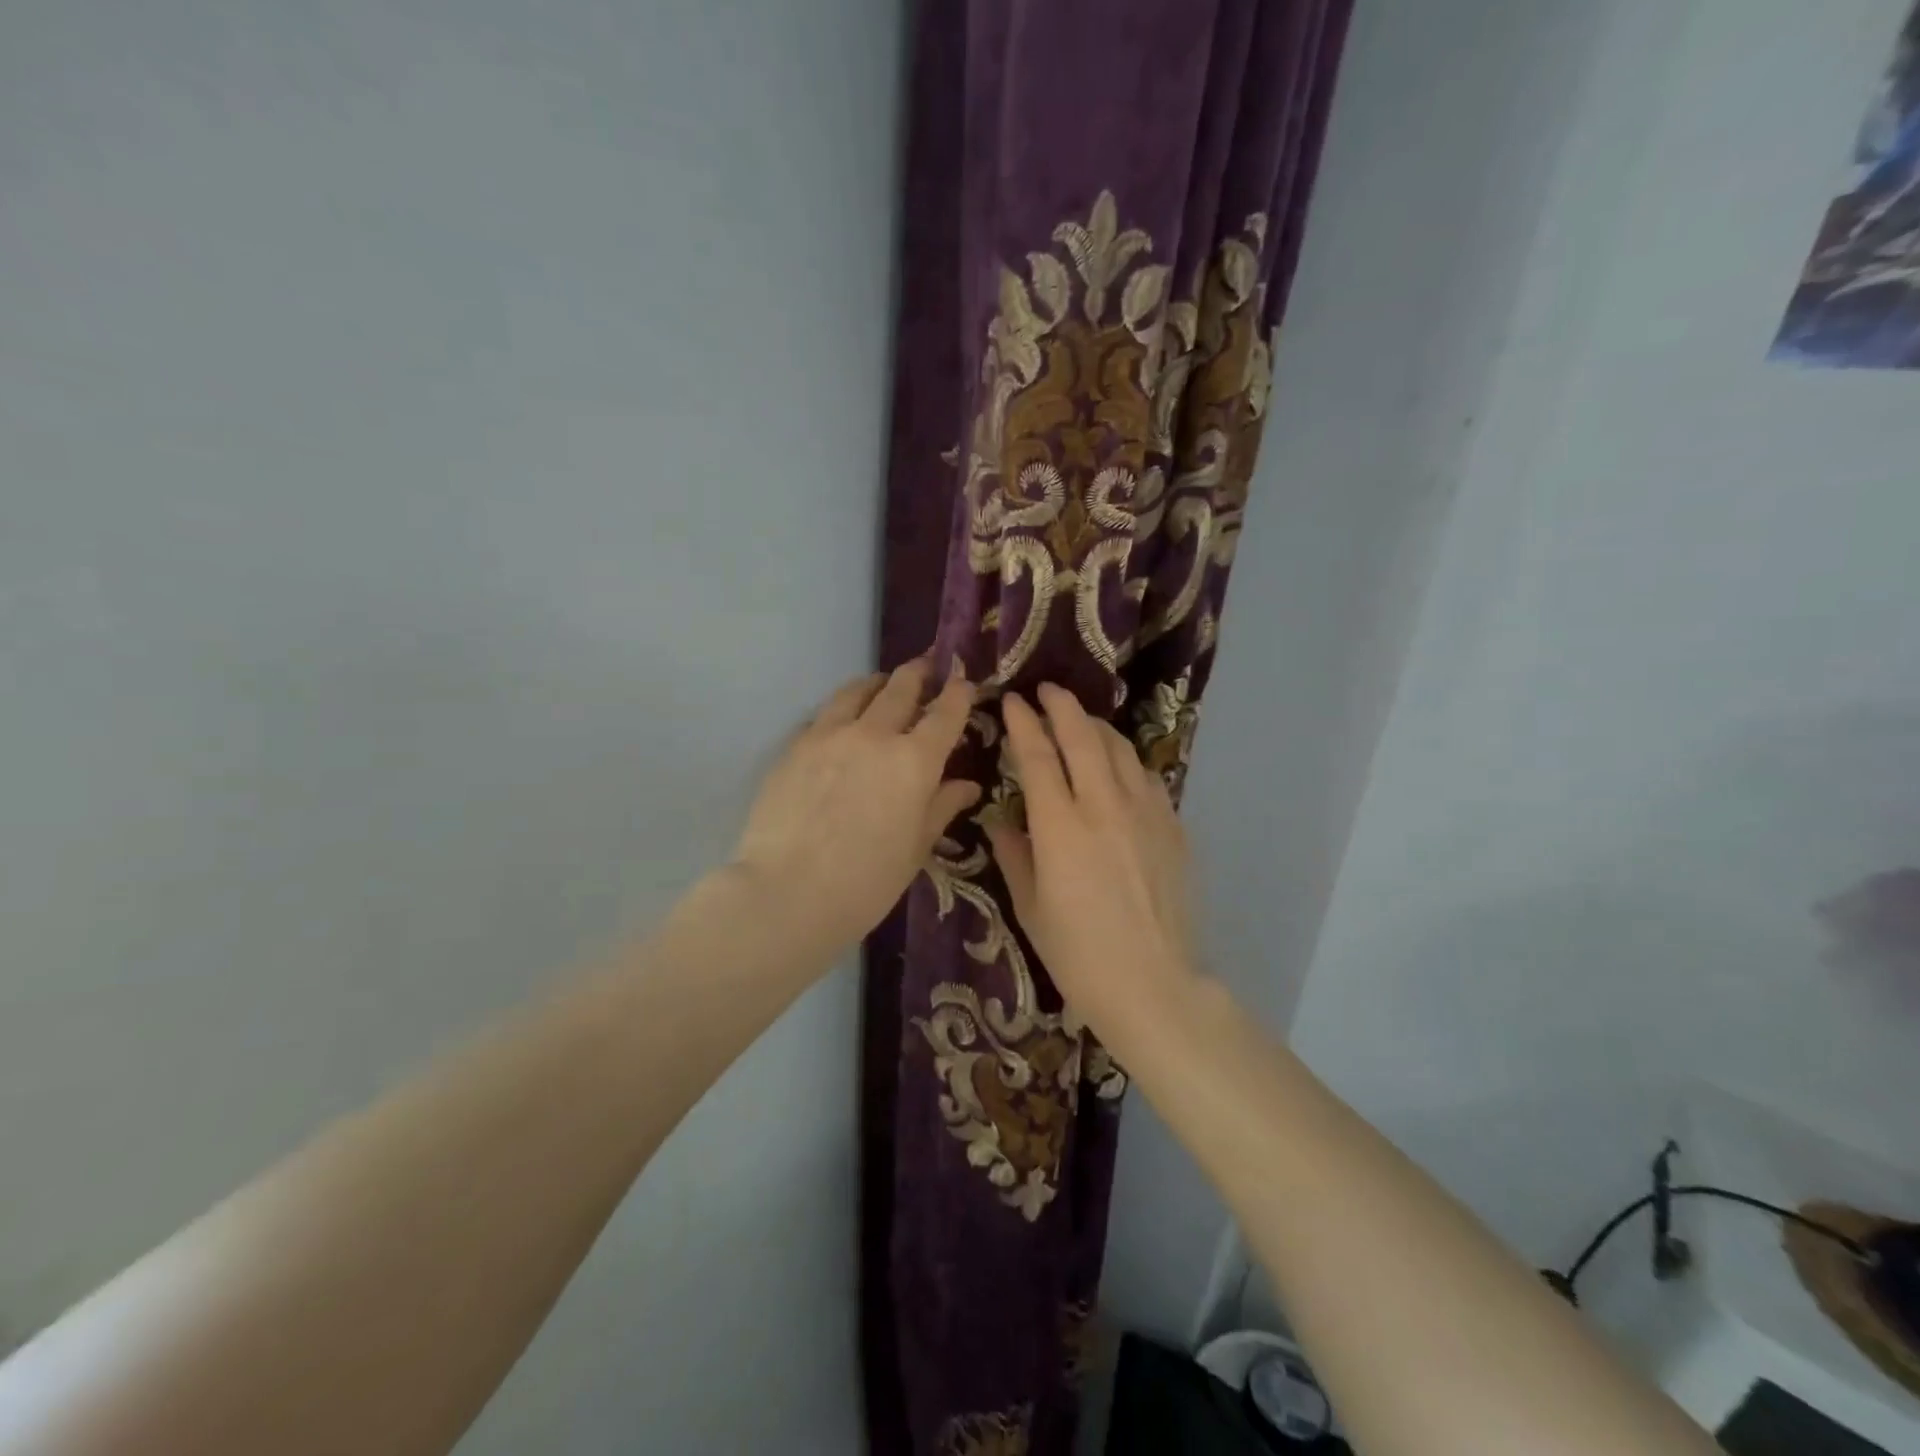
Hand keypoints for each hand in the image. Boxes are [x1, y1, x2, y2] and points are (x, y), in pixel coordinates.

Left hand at [730, 659, 979, 958]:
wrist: (787, 893)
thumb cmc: (866, 882)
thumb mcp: (915, 848)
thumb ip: (941, 807)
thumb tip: (968, 785)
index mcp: (914, 761)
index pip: (945, 713)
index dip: (958, 692)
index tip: (964, 680)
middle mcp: (874, 735)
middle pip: (901, 687)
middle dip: (919, 673)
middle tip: (927, 666)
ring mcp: (829, 735)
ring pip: (857, 691)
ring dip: (877, 683)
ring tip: (882, 684)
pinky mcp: (794, 746)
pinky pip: (823, 715)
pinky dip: (841, 710)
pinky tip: (840, 723)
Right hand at [982, 684, 1197, 1033]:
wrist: (1154, 985)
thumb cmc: (1079, 955)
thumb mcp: (1030, 908)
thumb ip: (1014, 855)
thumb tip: (1001, 822)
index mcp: (1060, 826)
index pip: (1038, 755)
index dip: (1023, 723)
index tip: (1012, 701)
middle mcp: (1104, 806)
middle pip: (1083, 736)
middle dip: (1061, 705)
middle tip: (1047, 690)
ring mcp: (1146, 813)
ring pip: (1120, 748)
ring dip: (1096, 726)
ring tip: (1080, 721)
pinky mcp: (1173, 827)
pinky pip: (1147, 776)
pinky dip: (1127, 760)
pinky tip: (1119, 767)